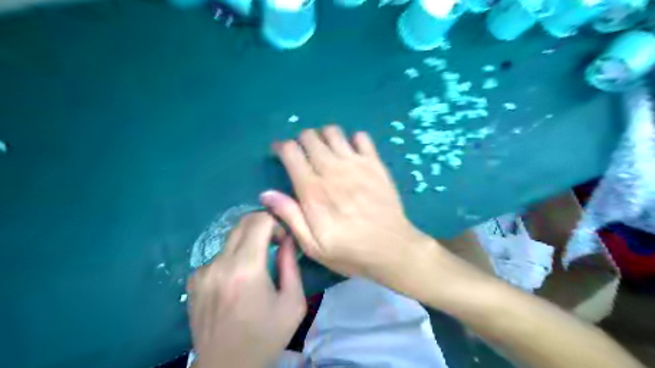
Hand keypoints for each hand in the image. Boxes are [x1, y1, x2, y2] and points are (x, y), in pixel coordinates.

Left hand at [186, 211, 305, 367]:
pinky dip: (233, 258)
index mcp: (246, 269)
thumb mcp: (293, 303)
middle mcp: (220, 264)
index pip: (259, 220)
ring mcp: (202, 271)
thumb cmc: (266, 337)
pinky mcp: (193, 280)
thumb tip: (287, 238)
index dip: (276, 222)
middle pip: (243, 223)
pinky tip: (237, 281)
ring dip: (249, 243)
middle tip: (275, 242)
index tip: (283, 238)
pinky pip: (219, 255)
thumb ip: (291, 265)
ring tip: (257, 267)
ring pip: (231, 239)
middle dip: (263, 225)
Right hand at [262, 126, 432, 284]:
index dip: (281, 147)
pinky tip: (350, 153)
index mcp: (313, 190)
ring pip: (332, 132)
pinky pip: (361, 137)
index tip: (280, 153)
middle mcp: (332, 170)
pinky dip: (352, 140)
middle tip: (303, 155)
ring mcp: (356, 164)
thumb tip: (266, 193)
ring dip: (323, 136)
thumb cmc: (350, 251)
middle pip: (310, 136)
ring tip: (324, 151)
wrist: (392, 249)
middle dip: (301, 141)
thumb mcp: (313, 246)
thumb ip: (289, 216)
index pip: (291, 152)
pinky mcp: (375, 164)